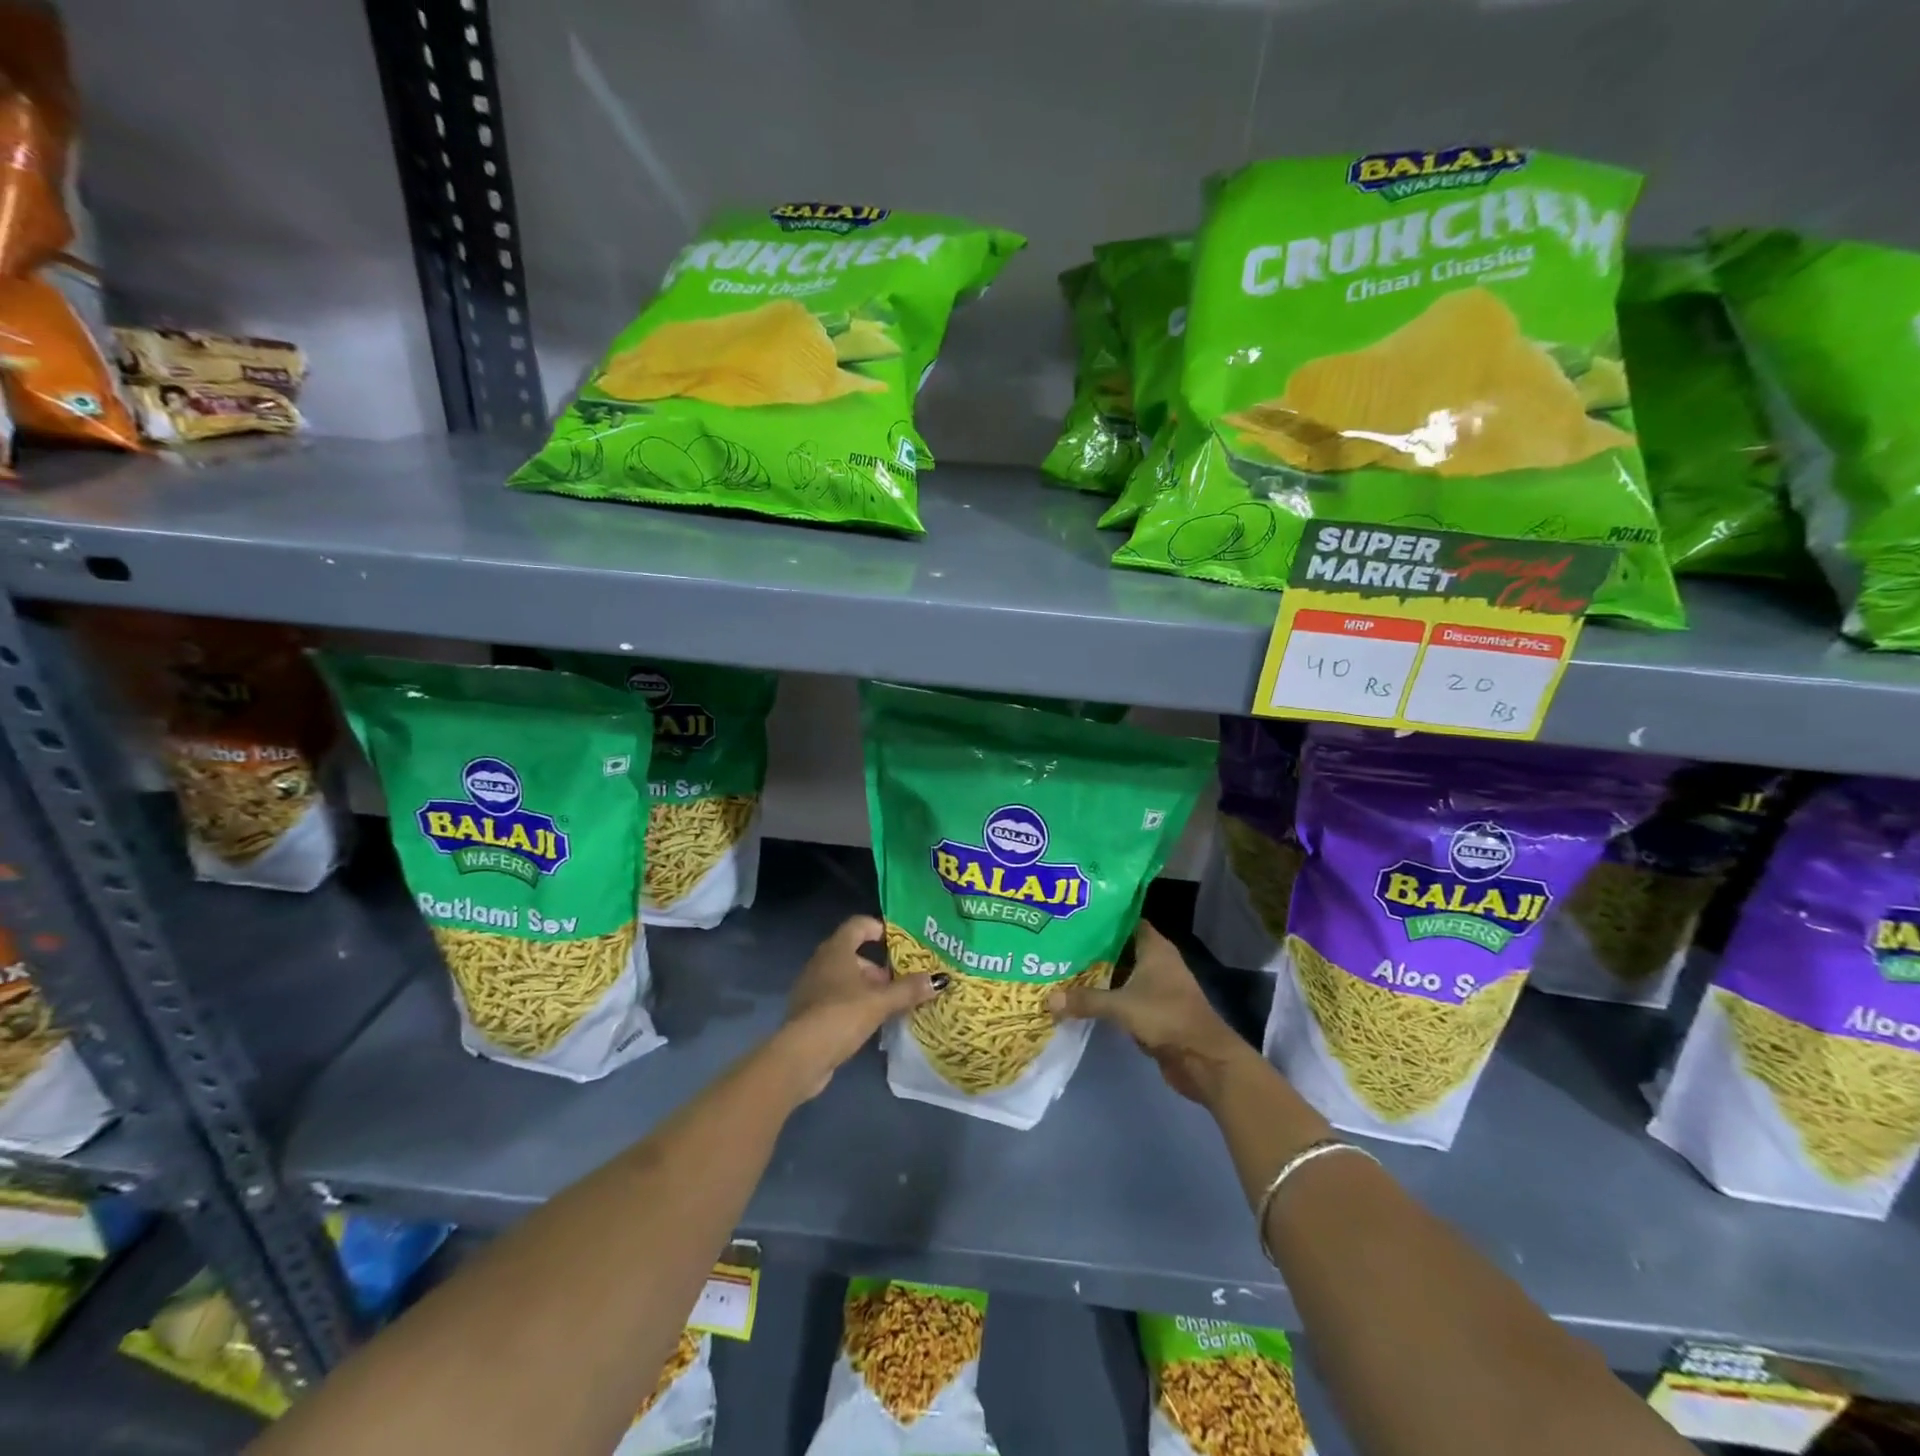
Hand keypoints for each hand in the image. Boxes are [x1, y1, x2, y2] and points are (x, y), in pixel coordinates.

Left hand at [777, 915, 943, 1098]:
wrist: (800, 1056)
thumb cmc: (841, 1015)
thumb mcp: (880, 1002)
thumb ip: (908, 989)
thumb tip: (940, 979)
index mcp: (836, 950)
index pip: (858, 924)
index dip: (878, 928)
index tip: (899, 941)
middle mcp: (821, 962)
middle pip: (853, 953)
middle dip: (878, 967)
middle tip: (901, 981)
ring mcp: (812, 988)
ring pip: (845, 978)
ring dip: (867, 988)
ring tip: (891, 1005)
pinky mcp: (809, 1012)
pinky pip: (836, 999)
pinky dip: (854, 1004)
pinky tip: (871, 1023)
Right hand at [1049, 920, 1252, 1104]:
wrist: (1203, 1059)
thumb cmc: (1166, 1017)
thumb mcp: (1121, 1006)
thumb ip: (1086, 1000)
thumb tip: (1048, 999)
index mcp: (1155, 948)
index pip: (1127, 920)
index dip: (1103, 917)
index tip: (1075, 916)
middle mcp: (1157, 962)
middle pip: (1121, 947)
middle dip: (1094, 947)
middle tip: (1060, 943)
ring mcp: (1157, 987)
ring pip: (1122, 973)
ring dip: (1099, 974)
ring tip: (1064, 968)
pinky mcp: (1155, 1010)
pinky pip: (1125, 996)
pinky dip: (1108, 997)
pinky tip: (1082, 998)